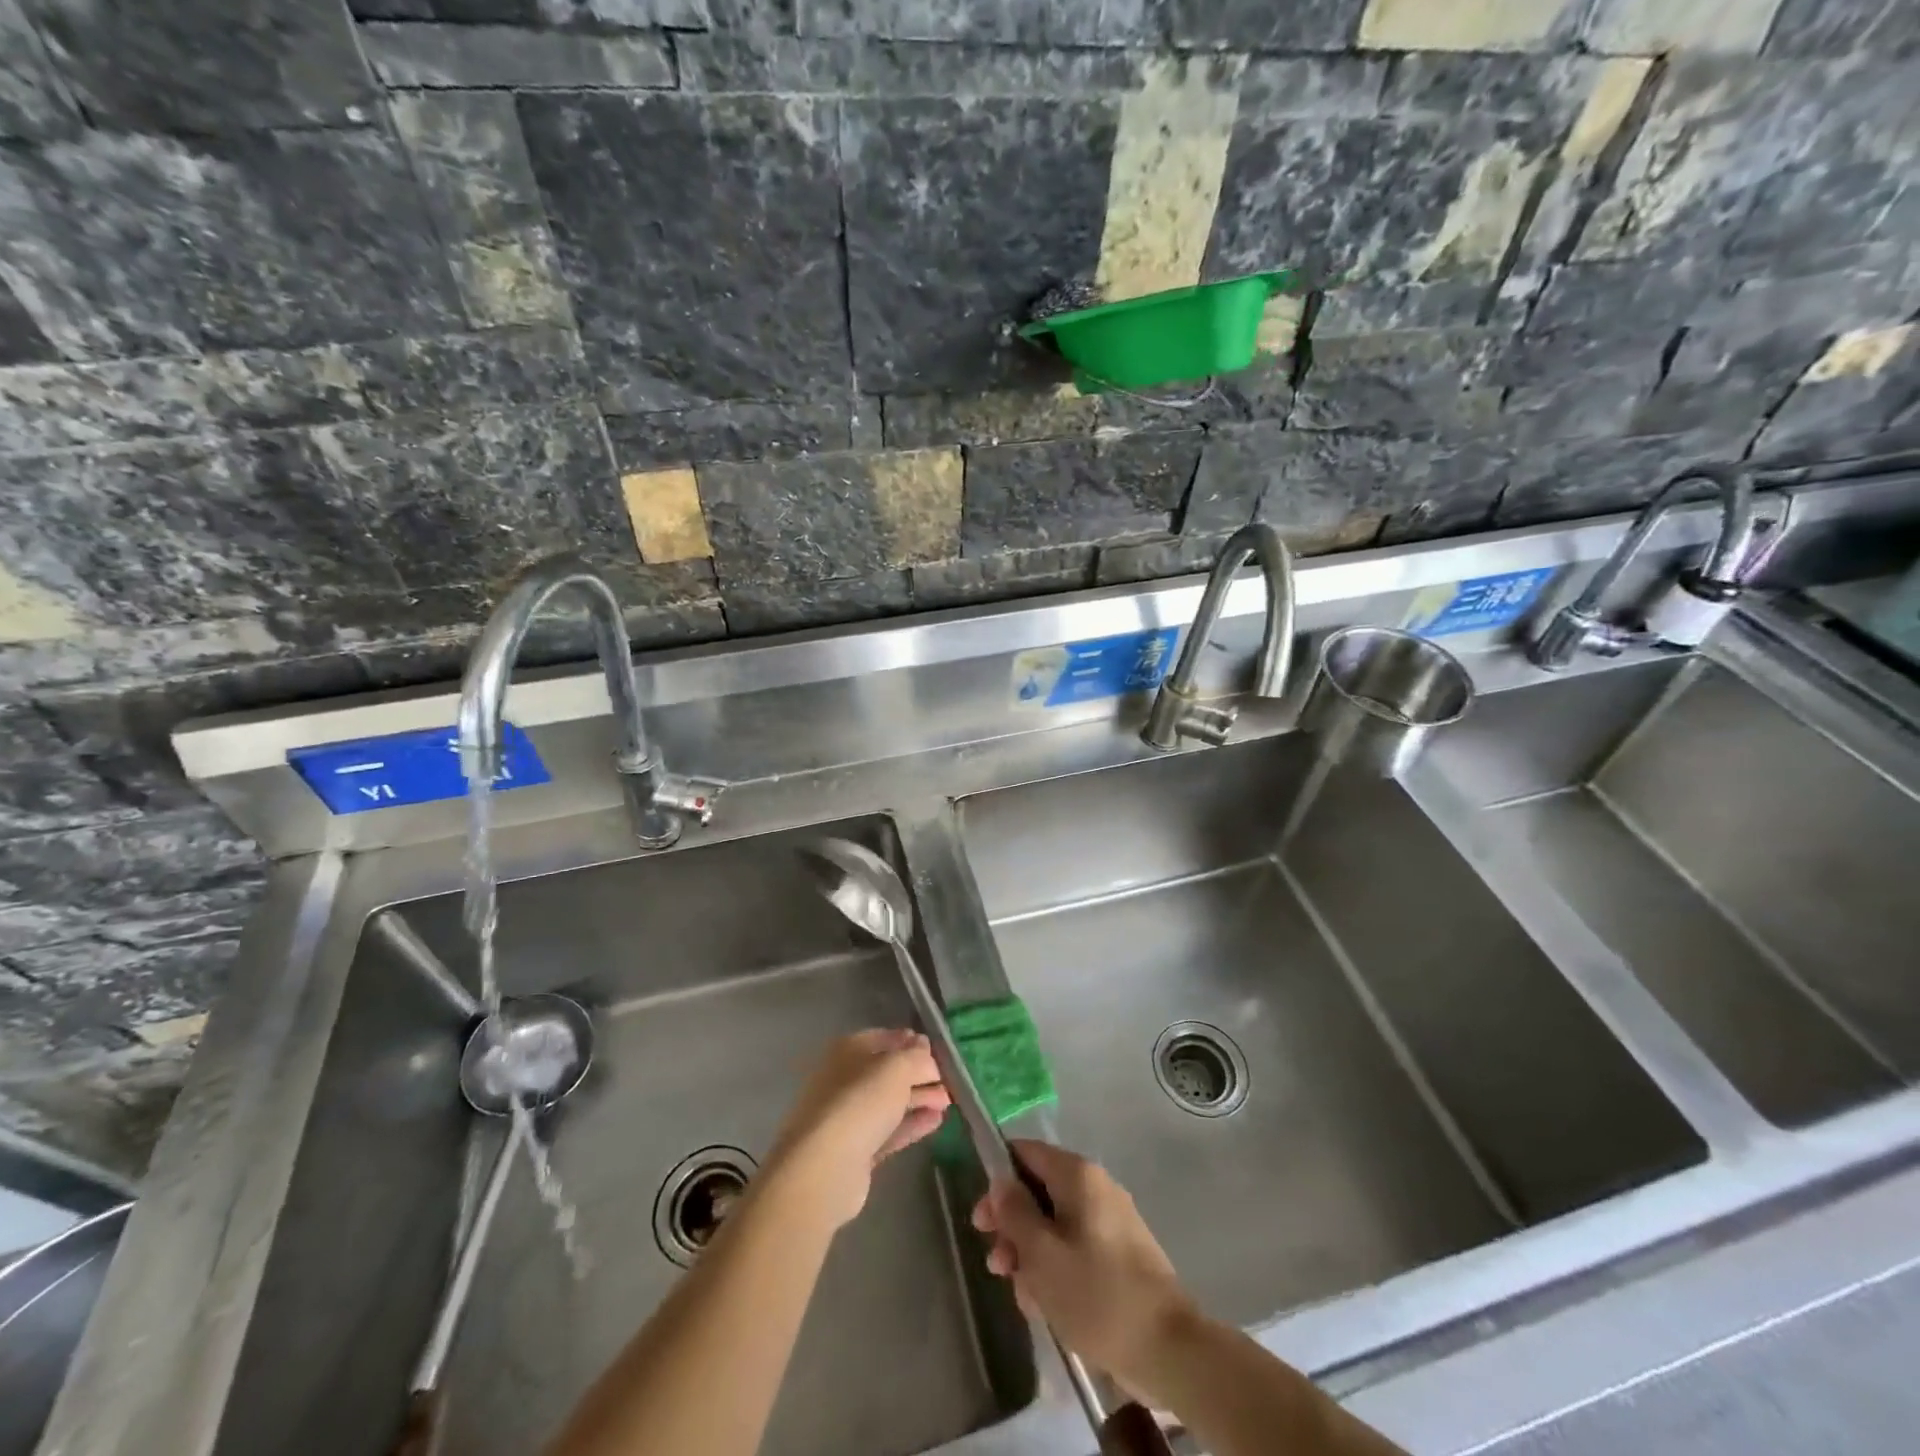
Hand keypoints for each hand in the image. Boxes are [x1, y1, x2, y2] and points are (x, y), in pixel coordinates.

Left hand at [766, 1029, 951, 1228]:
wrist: (823, 1168)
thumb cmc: (860, 1103)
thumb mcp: (896, 1069)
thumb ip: (916, 1058)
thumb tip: (926, 1051)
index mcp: (848, 1051)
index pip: (884, 1038)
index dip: (911, 1043)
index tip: (938, 1052)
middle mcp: (845, 1079)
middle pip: (888, 1072)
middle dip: (919, 1074)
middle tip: (949, 1081)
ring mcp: (849, 1117)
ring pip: (890, 1102)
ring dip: (920, 1099)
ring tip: (949, 1102)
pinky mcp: (856, 1151)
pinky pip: (889, 1130)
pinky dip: (912, 1124)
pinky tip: (937, 1121)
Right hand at [972, 1140, 1198, 1401]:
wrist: (1168, 1349)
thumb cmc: (1097, 1294)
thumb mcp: (1041, 1255)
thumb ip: (1015, 1213)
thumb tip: (1000, 1182)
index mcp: (1078, 1175)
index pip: (1025, 1152)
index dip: (998, 1180)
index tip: (982, 1220)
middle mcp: (1095, 1187)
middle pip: (1039, 1192)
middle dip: (1013, 1228)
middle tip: (997, 1264)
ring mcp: (1110, 1221)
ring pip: (1054, 1225)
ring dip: (1032, 1256)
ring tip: (1025, 1298)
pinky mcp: (1119, 1254)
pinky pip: (1075, 1249)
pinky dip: (1056, 1270)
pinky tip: (1047, 1307)